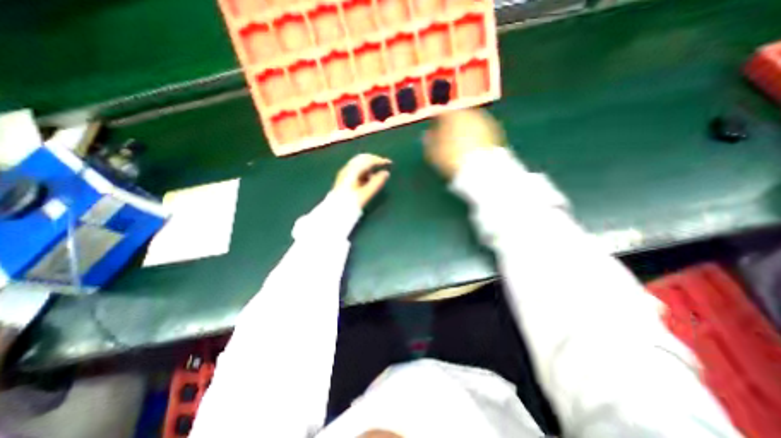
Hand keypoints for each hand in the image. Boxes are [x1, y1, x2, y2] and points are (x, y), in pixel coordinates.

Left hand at [331, 154, 389, 207]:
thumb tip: (386, 173)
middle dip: (374, 160)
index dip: (380, 160)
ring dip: (369, 165)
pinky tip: (368, 177)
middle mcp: (347, 168)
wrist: (336, 210)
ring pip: (358, 163)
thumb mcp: (367, 193)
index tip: (389, 163)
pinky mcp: (343, 178)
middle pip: (362, 158)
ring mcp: (344, 172)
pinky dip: (364, 169)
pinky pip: (356, 168)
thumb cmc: (352, 202)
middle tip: (383, 164)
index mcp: (353, 170)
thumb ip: (377, 182)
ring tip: (377, 172)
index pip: (368, 160)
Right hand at [422, 107, 505, 178]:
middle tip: (446, 140)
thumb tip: (426, 135)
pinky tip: (471, 149)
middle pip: (457, 117)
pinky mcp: (496, 132)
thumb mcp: (432, 152)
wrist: (481, 169)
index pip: (440, 113)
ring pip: (470, 123)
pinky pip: (480, 132)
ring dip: (464, 131)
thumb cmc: (451, 158)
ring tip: (460, 146)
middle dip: (452, 127)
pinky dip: (475, 138)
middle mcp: (469, 112)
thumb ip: (428, 141)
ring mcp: (485, 121)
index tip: (432, 133)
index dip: (435, 123)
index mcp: (452, 114)